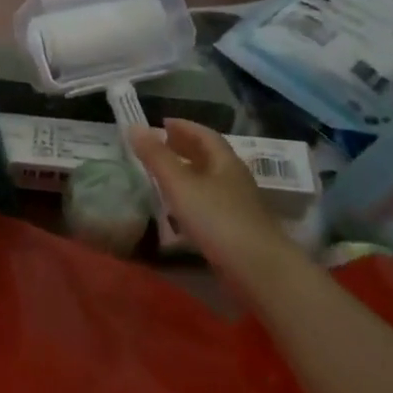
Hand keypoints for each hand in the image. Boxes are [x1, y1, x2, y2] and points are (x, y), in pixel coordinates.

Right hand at [130, 119, 290, 283]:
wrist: (258, 269)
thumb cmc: (217, 219)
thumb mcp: (180, 184)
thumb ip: (156, 157)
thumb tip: (134, 127)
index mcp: (225, 162)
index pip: (205, 135)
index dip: (184, 126)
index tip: (162, 122)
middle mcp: (235, 179)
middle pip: (210, 156)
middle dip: (185, 147)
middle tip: (161, 145)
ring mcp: (238, 205)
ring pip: (210, 180)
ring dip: (188, 172)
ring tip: (165, 174)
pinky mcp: (237, 229)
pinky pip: (211, 203)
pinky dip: (193, 197)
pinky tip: (180, 209)